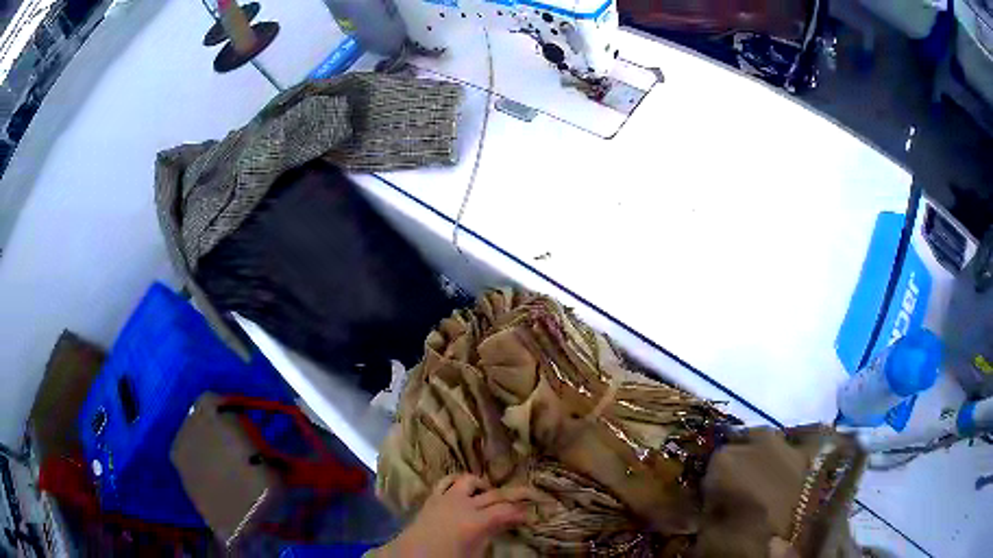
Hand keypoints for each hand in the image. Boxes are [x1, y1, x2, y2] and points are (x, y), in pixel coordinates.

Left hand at [375, 474, 531, 557]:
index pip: (507, 511)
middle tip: (522, 502)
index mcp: (477, 522)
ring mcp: (447, 498)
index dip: (522, 513)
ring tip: (488, 495)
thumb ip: (491, 537)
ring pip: (469, 480)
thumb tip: (504, 528)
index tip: (531, 515)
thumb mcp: (475, 554)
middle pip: (494, 495)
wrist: (410, 556)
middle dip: (511, 497)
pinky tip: (462, 490)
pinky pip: (446, 482)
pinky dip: (457, 483)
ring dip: (482, 486)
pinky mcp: (432, 497)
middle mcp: (464, 504)